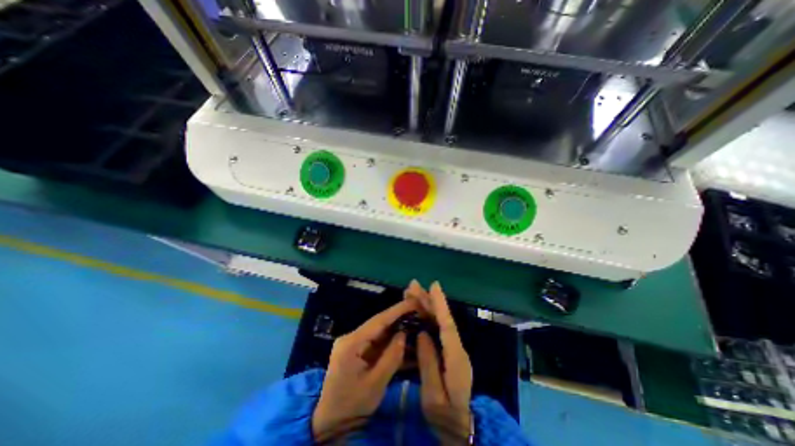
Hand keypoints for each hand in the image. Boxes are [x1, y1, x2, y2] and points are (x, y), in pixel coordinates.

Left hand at [313, 297, 418, 440]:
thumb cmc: (351, 405)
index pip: (378, 321)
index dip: (397, 310)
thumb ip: (391, 357)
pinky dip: (391, 342)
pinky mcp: (358, 350)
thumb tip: (404, 334)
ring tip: (416, 324)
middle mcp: (352, 337)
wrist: (330, 422)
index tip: (413, 301)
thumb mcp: (375, 384)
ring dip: (397, 329)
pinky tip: (406, 342)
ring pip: (380, 333)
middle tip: (419, 311)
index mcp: (352, 343)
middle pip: (379, 324)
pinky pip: (377, 343)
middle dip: (400, 318)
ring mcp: (354, 343)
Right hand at [407, 282, 467, 441]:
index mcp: (455, 357)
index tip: (434, 286)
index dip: (440, 304)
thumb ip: (428, 362)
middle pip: (442, 319)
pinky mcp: (448, 351)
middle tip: (413, 286)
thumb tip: (422, 333)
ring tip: (413, 292)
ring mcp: (453, 348)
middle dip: (428, 300)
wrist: (458, 427)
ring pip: (439, 321)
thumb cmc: (444, 414)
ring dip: (427, 306)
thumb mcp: (433, 395)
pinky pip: (437, 329)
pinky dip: (428, 317)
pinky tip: (418, 311)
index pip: (447, 325)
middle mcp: (456, 348)